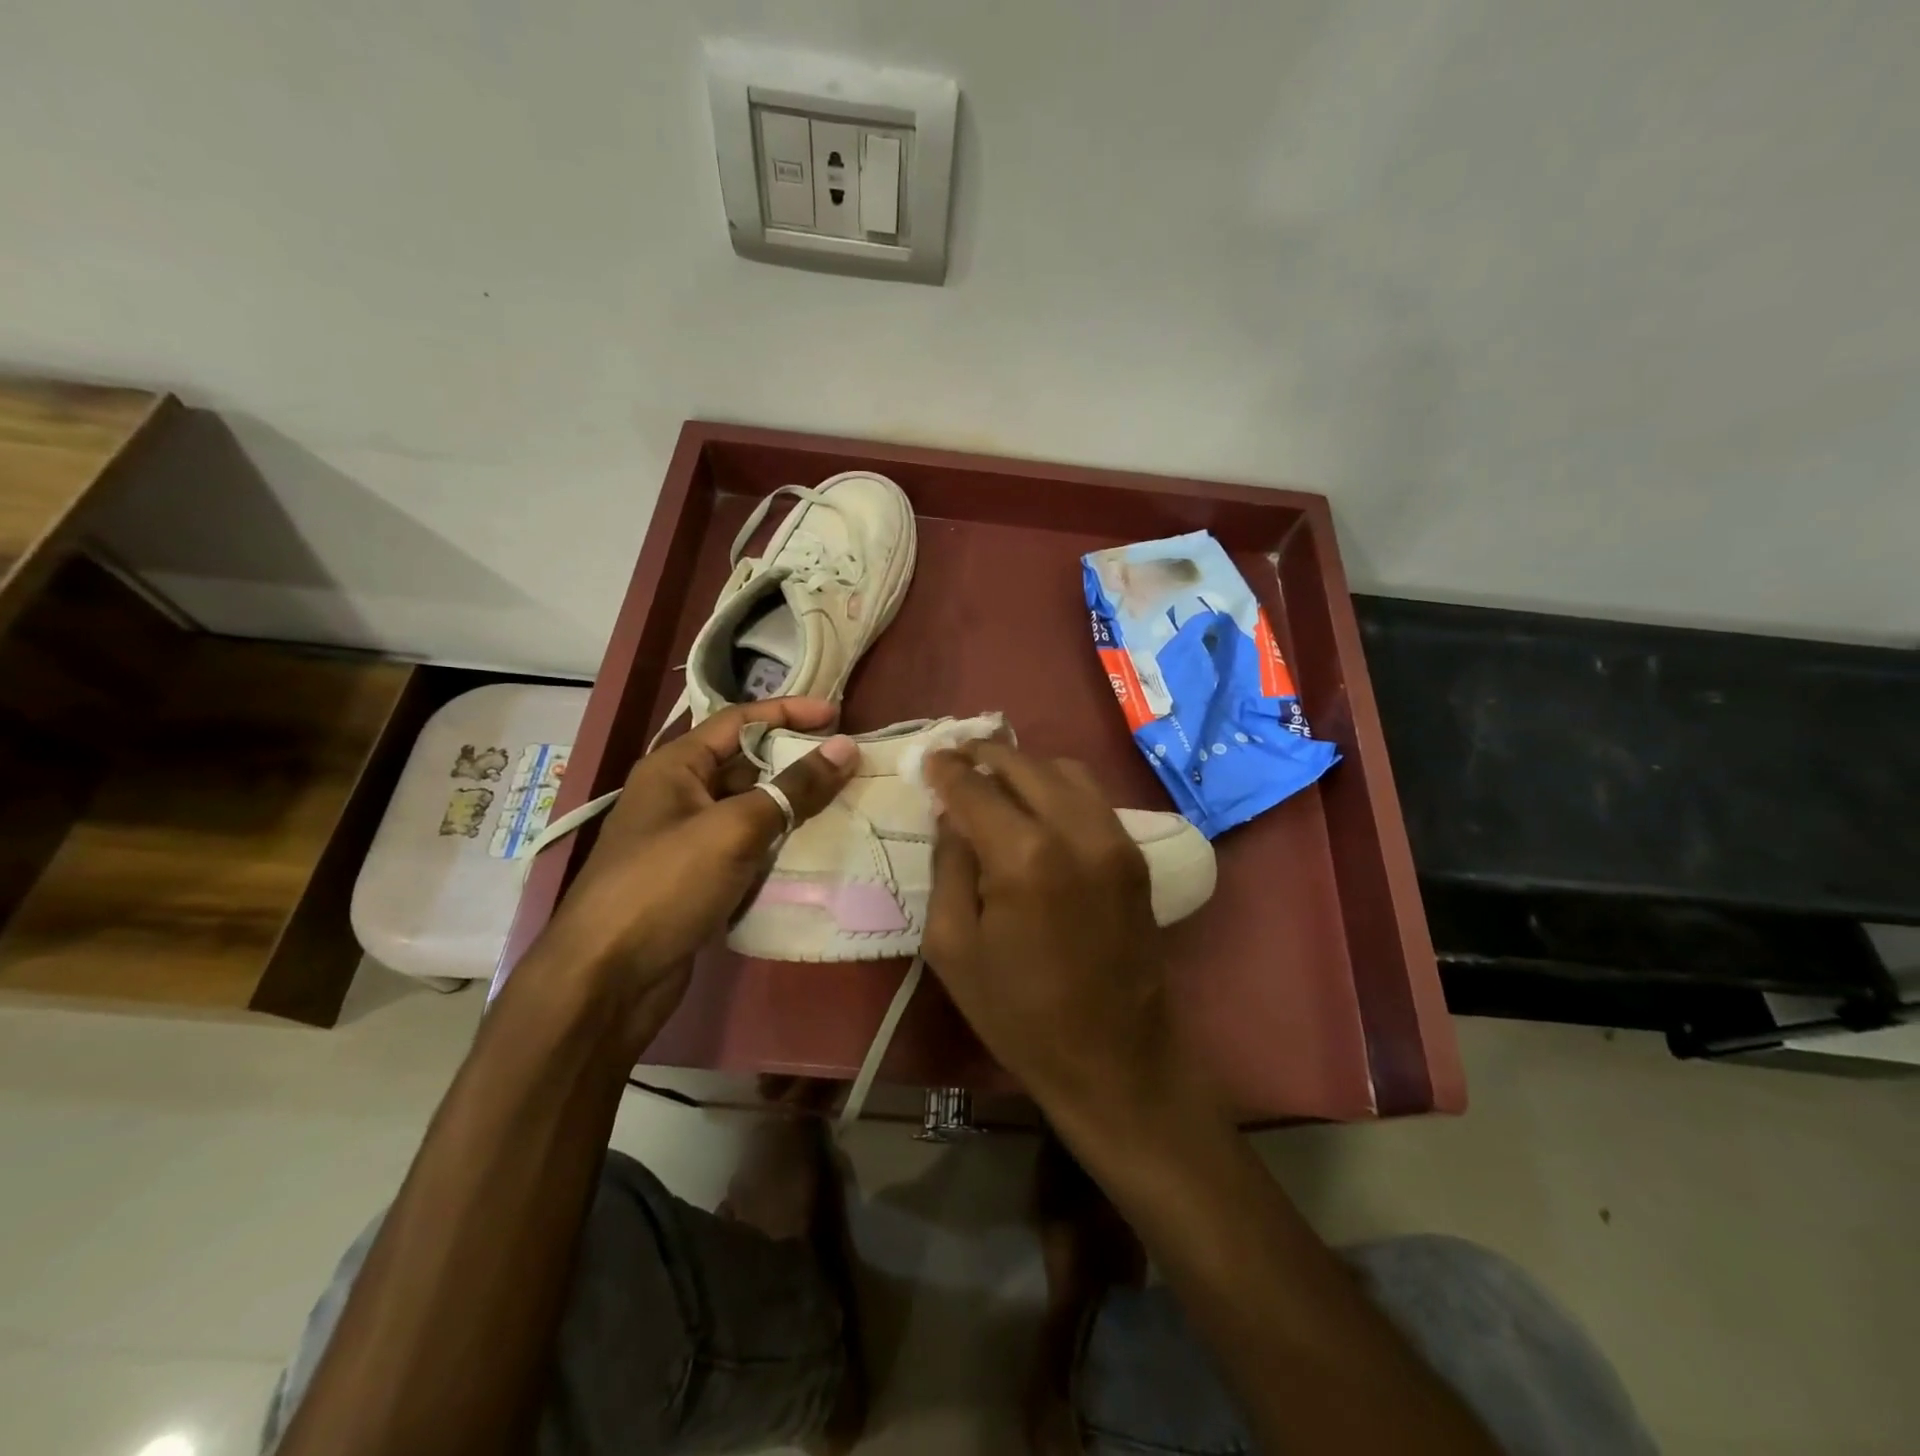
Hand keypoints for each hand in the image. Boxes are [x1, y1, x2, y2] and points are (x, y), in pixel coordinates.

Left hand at [534, 699, 856, 1039]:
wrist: (607, 981)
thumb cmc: (665, 886)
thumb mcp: (733, 829)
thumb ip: (792, 788)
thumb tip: (845, 749)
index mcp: (675, 767)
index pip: (739, 720)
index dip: (788, 712)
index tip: (838, 716)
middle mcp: (679, 795)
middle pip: (746, 763)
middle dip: (795, 759)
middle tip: (848, 763)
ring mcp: (687, 840)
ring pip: (750, 807)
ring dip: (792, 803)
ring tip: (845, 800)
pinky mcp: (698, 879)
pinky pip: (747, 846)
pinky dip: (779, 842)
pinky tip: (815, 846)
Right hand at [920, 742, 1194, 1130]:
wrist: (1114, 1058)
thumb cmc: (1019, 1014)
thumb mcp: (952, 947)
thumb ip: (949, 866)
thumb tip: (952, 815)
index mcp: (1025, 857)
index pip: (976, 788)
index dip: (947, 769)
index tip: (930, 758)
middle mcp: (1077, 831)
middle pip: (1024, 765)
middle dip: (984, 756)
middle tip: (956, 758)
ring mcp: (1115, 839)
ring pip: (1065, 771)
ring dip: (1025, 767)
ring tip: (994, 779)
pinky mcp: (1135, 855)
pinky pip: (1092, 797)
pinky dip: (1058, 787)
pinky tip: (1036, 805)